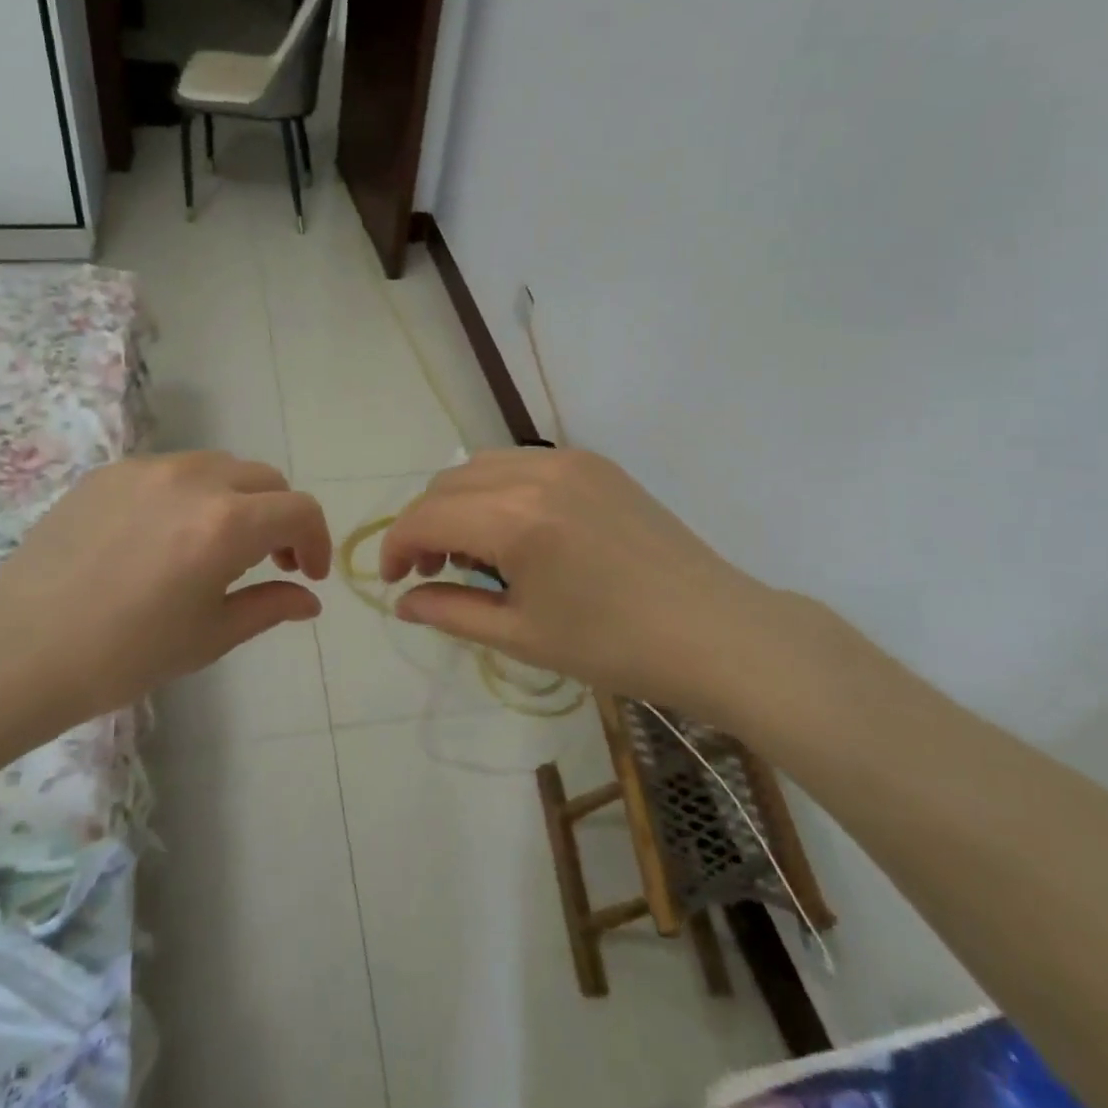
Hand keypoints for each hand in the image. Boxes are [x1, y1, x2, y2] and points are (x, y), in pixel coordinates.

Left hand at [0, 452, 330, 733]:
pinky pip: (172, 471)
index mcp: (226, 523)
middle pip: (265, 480)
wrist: (16, 650)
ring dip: (239, 499)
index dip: (317, 540)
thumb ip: (269, 607)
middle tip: (272, 561)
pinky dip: (192, 494)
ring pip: (220, 467)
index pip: (299, 510)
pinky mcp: (109, 473)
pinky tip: (166, 537)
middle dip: (281, 517)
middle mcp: (194, 480)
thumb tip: (308, 600)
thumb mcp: (209, 637)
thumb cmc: (123, 655)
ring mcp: (147, 469)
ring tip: (219, 545)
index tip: (309, 574)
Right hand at [379, 449, 877, 730]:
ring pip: (480, 466)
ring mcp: (570, 460)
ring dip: (457, 503)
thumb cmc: (616, 647)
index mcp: (516, 520)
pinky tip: (513, 530)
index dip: (395, 546)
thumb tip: (403, 603)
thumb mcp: (523, 636)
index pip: (426, 517)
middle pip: (446, 484)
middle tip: (429, 572)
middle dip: (423, 525)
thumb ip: (452, 612)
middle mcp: (536, 473)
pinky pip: (521, 463)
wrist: (715, 630)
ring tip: (470, 552)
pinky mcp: (595, 463)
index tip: (393, 580)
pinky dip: (495, 489)